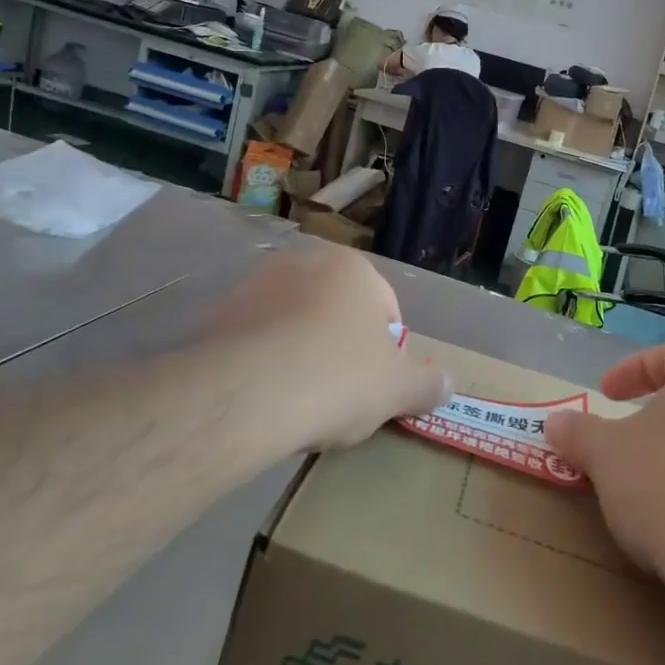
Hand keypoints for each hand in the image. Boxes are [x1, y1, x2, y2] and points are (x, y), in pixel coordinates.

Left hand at [202, 246, 447, 453]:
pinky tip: (262, 400)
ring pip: (293, 325)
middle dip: (341, 349)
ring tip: (298, 402)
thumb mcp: (397, 389)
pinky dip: (262, 364)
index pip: (385, 306)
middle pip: (335, 312)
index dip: (388, 350)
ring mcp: (255, 285)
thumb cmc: (337, 377)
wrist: (246, 393)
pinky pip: (254, 341)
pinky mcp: (217, 314)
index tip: (377, 386)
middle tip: (341, 396)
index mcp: (352, 268)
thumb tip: (447, 384)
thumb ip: (427, 384)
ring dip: (300, 354)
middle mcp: (303, 263)